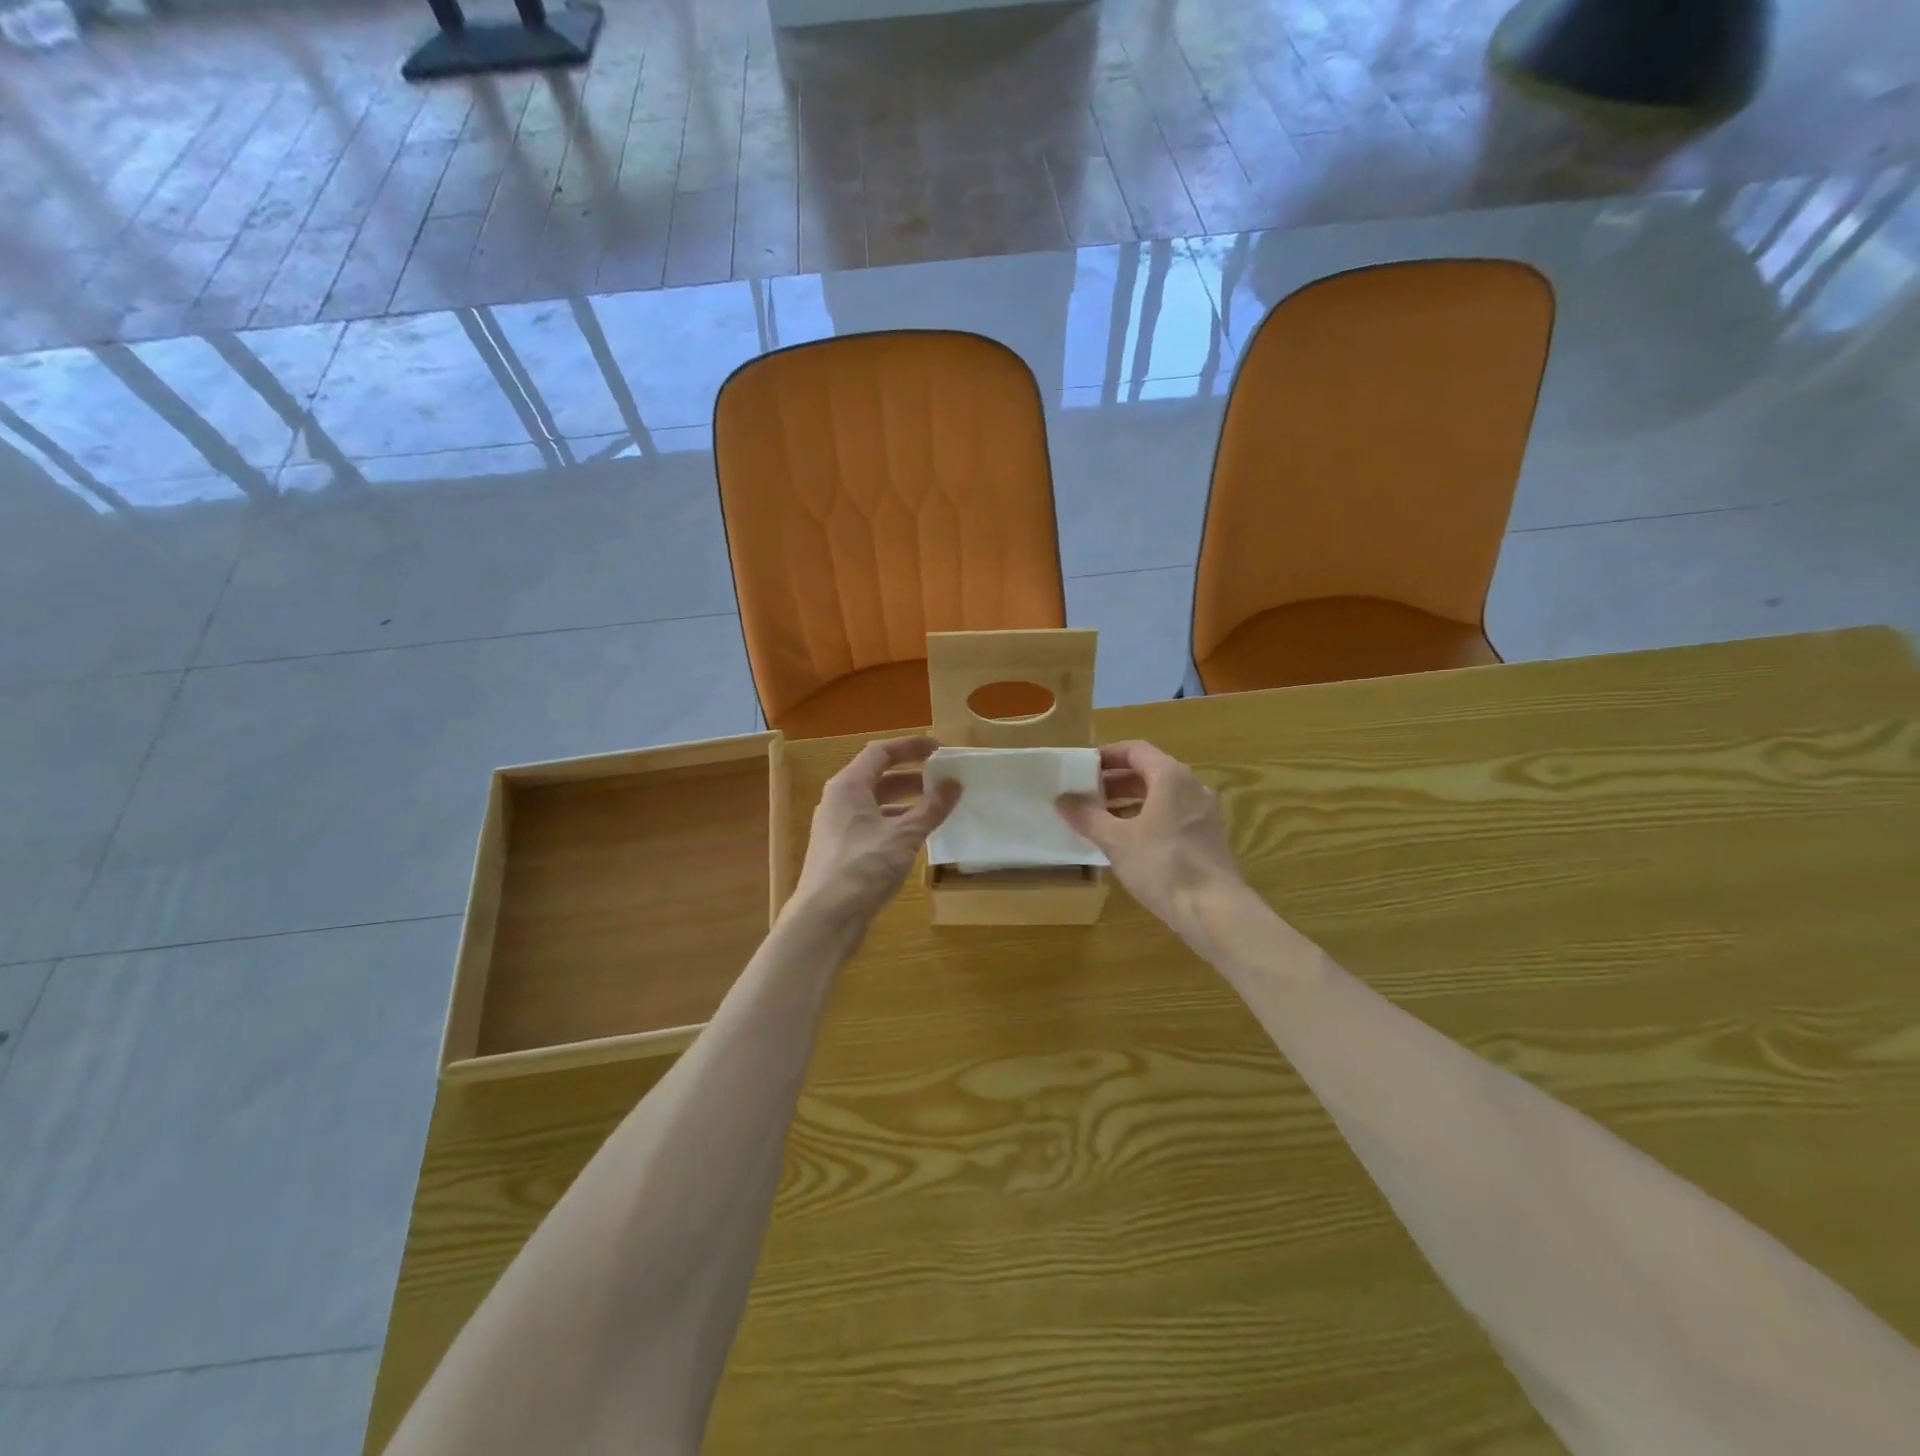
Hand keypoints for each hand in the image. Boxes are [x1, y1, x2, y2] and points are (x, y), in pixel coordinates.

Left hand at [792, 735, 960, 927]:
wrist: (826, 918)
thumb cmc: (863, 867)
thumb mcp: (904, 835)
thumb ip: (931, 808)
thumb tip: (954, 784)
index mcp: (848, 786)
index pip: (880, 752)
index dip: (910, 747)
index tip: (939, 748)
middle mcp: (839, 801)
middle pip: (877, 777)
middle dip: (912, 777)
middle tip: (943, 780)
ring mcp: (838, 827)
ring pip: (876, 804)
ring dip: (906, 803)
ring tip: (937, 808)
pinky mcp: (842, 851)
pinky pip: (873, 826)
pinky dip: (896, 824)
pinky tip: (917, 837)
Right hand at [1057, 741, 1248, 943]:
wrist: (1214, 910)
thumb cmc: (1162, 865)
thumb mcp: (1116, 840)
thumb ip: (1088, 816)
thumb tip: (1062, 799)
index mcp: (1171, 777)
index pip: (1135, 750)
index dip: (1107, 755)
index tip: (1082, 767)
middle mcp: (1192, 787)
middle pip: (1149, 772)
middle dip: (1115, 781)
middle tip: (1086, 794)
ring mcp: (1204, 813)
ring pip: (1162, 796)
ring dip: (1130, 802)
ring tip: (1101, 818)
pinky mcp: (1208, 838)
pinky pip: (1172, 816)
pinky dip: (1148, 819)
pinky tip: (1128, 841)